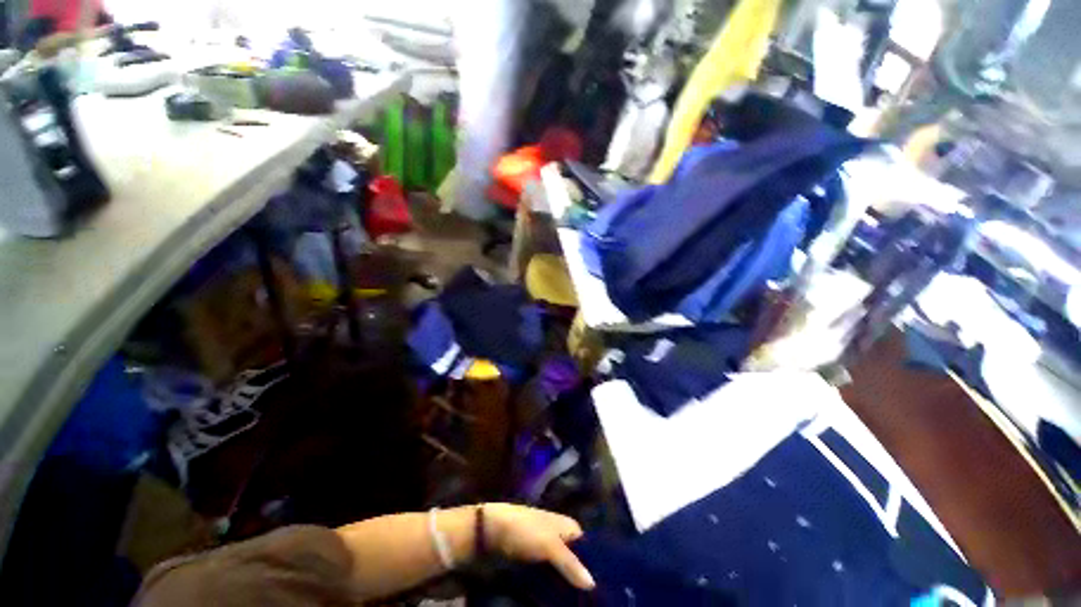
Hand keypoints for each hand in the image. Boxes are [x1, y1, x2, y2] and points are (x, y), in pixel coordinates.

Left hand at [484, 503, 594, 590]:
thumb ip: (571, 563)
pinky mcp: (532, 562)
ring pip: (562, 571)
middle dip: (580, 578)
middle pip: (575, 561)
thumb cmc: (524, 530)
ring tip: (577, 604)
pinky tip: (558, 601)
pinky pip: (548, 578)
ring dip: (566, 586)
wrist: (490, 531)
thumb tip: (593, 583)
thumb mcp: (549, 544)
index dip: (595, 564)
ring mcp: (544, 550)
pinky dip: (553, 588)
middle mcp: (558, 536)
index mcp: (566, 526)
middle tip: (590, 600)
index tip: (603, 585)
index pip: (587, 546)